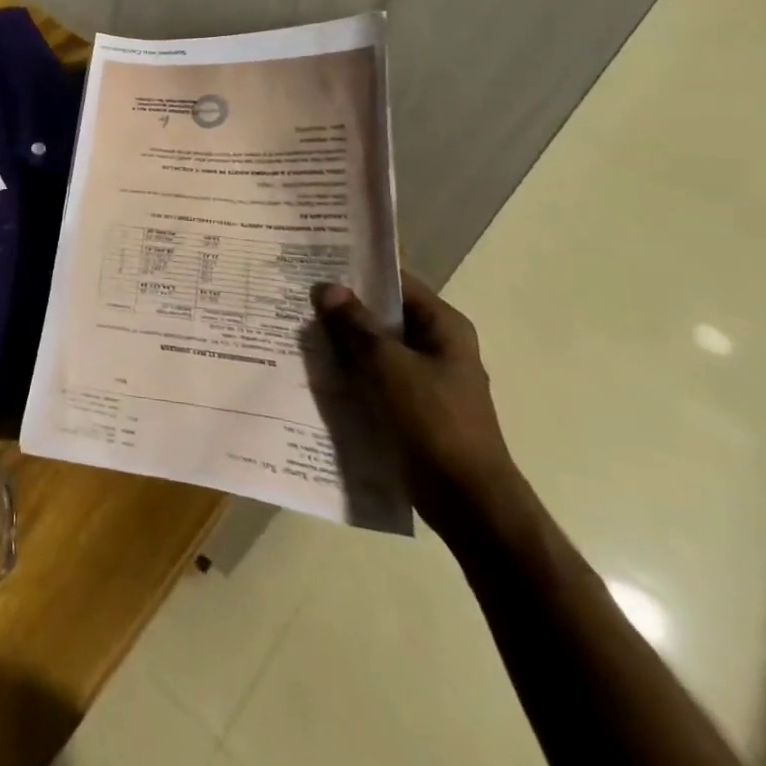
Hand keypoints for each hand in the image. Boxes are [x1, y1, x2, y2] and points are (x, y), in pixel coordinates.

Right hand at [316, 273, 526, 537]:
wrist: (467, 500)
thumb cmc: (433, 421)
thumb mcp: (388, 365)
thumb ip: (355, 325)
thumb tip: (328, 288)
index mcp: (443, 327)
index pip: (396, 283)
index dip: (358, 272)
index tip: (317, 264)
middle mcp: (438, 346)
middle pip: (384, 315)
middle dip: (344, 308)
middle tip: (298, 295)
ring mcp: (426, 378)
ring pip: (376, 347)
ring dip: (344, 341)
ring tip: (298, 328)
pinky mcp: (412, 406)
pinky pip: (375, 377)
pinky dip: (351, 371)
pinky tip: (316, 369)